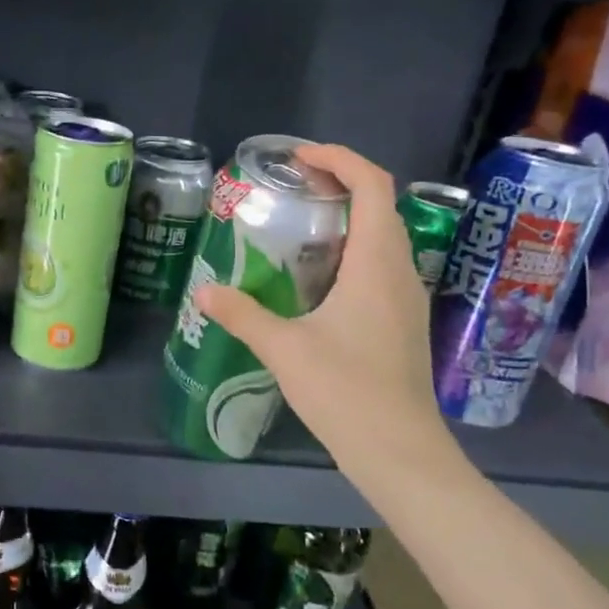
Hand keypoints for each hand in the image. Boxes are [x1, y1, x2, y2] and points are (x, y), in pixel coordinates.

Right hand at [193, 143, 452, 488]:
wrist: (400, 451)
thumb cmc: (346, 392)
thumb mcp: (283, 349)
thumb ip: (242, 314)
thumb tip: (202, 292)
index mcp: (376, 264)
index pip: (372, 185)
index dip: (339, 158)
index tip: (298, 157)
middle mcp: (399, 271)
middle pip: (380, 204)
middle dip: (339, 181)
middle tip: (291, 185)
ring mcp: (405, 297)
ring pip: (383, 235)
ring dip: (347, 215)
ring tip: (299, 222)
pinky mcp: (402, 320)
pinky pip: (380, 264)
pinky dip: (352, 248)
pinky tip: (317, 275)